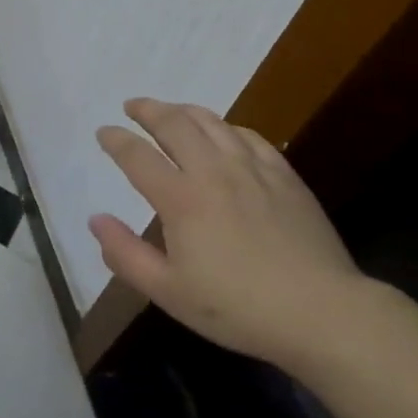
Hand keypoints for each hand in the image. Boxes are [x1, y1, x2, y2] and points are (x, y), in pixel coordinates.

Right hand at [90, 98, 367, 371]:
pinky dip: (226, 126)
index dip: (116, 140)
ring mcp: (252, 168)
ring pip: (212, 121)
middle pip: (174, 124)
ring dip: (184, 110)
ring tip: (171, 111)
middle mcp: (213, 171)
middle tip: (133, 106)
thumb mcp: (169, 292)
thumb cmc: (237, 308)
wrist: (321, 312)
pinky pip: (248, 136)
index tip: (103, 132)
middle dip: (148, 110)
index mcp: (181, 199)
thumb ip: (125, 254)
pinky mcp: (283, 174)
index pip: (137, 156)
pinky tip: (223, 133)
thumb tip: (95, 219)